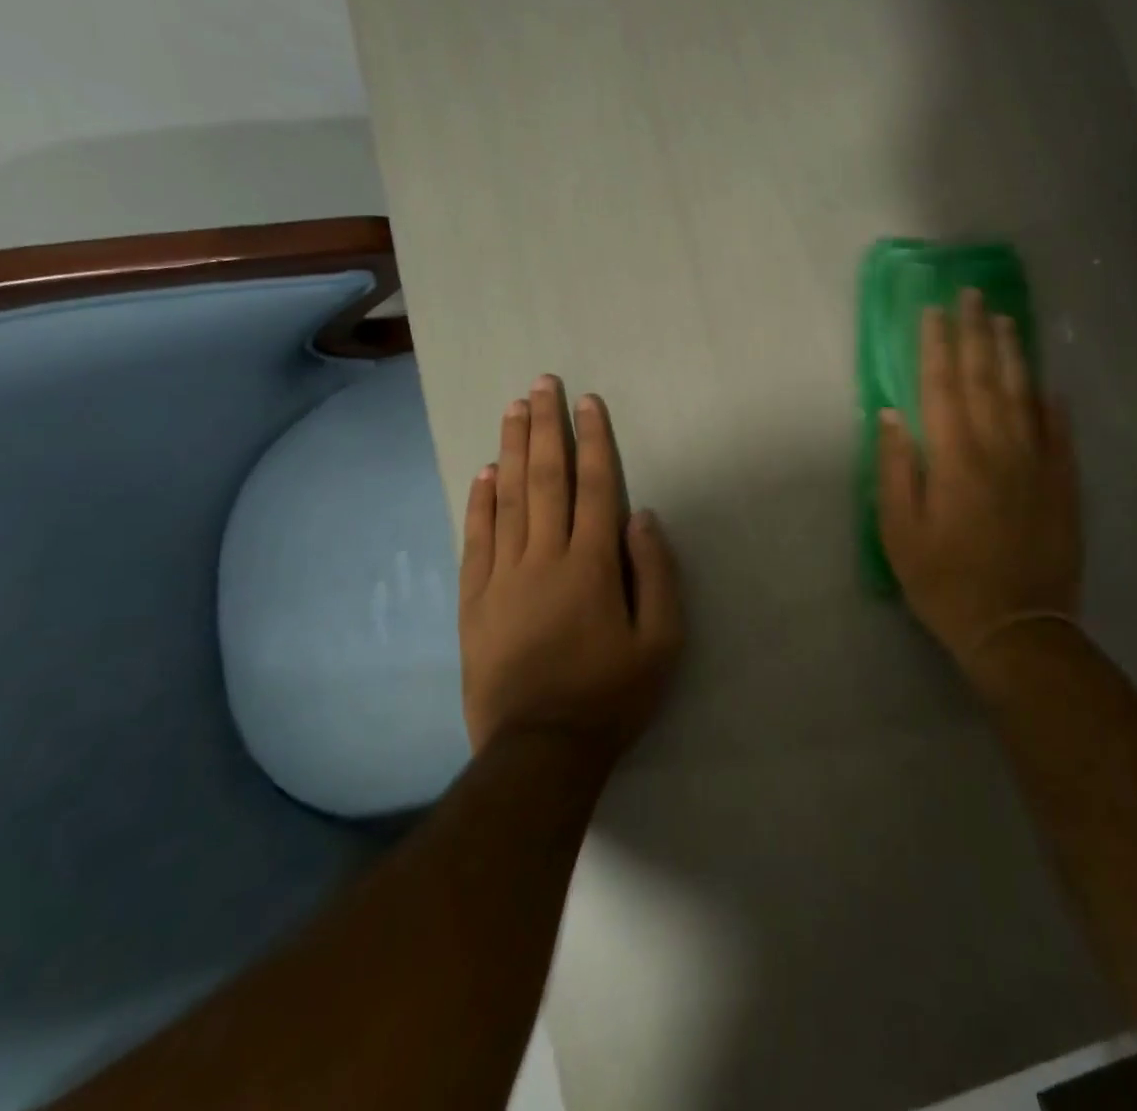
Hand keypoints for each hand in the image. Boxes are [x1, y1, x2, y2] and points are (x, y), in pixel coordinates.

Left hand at [459, 376, 683, 760]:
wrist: (539, 751)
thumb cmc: (611, 695)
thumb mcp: (661, 642)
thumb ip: (656, 574)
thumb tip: (641, 516)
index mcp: (592, 565)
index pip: (593, 486)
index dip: (593, 441)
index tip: (589, 402)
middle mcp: (544, 558)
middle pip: (545, 479)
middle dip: (546, 428)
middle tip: (542, 385)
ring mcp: (503, 578)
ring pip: (507, 499)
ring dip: (511, 450)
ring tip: (512, 410)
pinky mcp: (475, 601)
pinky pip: (476, 540)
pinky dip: (479, 502)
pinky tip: (483, 473)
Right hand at [876, 289, 1082, 670]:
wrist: (1018, 629)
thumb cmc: (946, 583)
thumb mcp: (900, 533)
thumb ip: (895, 469)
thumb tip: (891, 415)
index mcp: (954, 458)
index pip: (941, 386)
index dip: (936, 345)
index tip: (933, 311)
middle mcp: (998, 448)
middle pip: (985, 378)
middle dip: (976, 333)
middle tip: (972, 294)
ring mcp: (1037, 464)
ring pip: (1024, 395)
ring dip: (1013, 354)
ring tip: (1006, 320)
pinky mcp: (1063, 485)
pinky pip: (1059, 433)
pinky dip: (1053, 404)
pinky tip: (1050, 384)